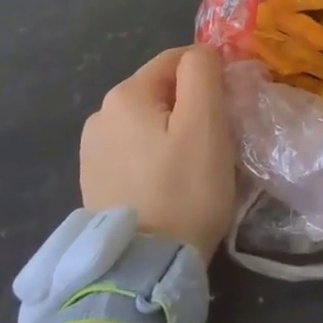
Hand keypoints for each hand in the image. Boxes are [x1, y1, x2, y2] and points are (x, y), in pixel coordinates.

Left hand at [80, 45, 236, 259]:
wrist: (143, 268)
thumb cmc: (183, 189)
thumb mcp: (205, 123)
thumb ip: (203, 73)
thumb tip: (202, 53)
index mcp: (125, 94)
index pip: (178, 59)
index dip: (211, 75)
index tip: (231, 106)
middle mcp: (100, 114)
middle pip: (162, 90)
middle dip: (192, 104)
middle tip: (218, 139)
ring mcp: (92, 149)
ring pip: (149, 120)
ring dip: (173, 130)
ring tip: (194, 164)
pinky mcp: (94, 180)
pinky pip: (135, 149)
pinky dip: (156, 154)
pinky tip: (168, 182)